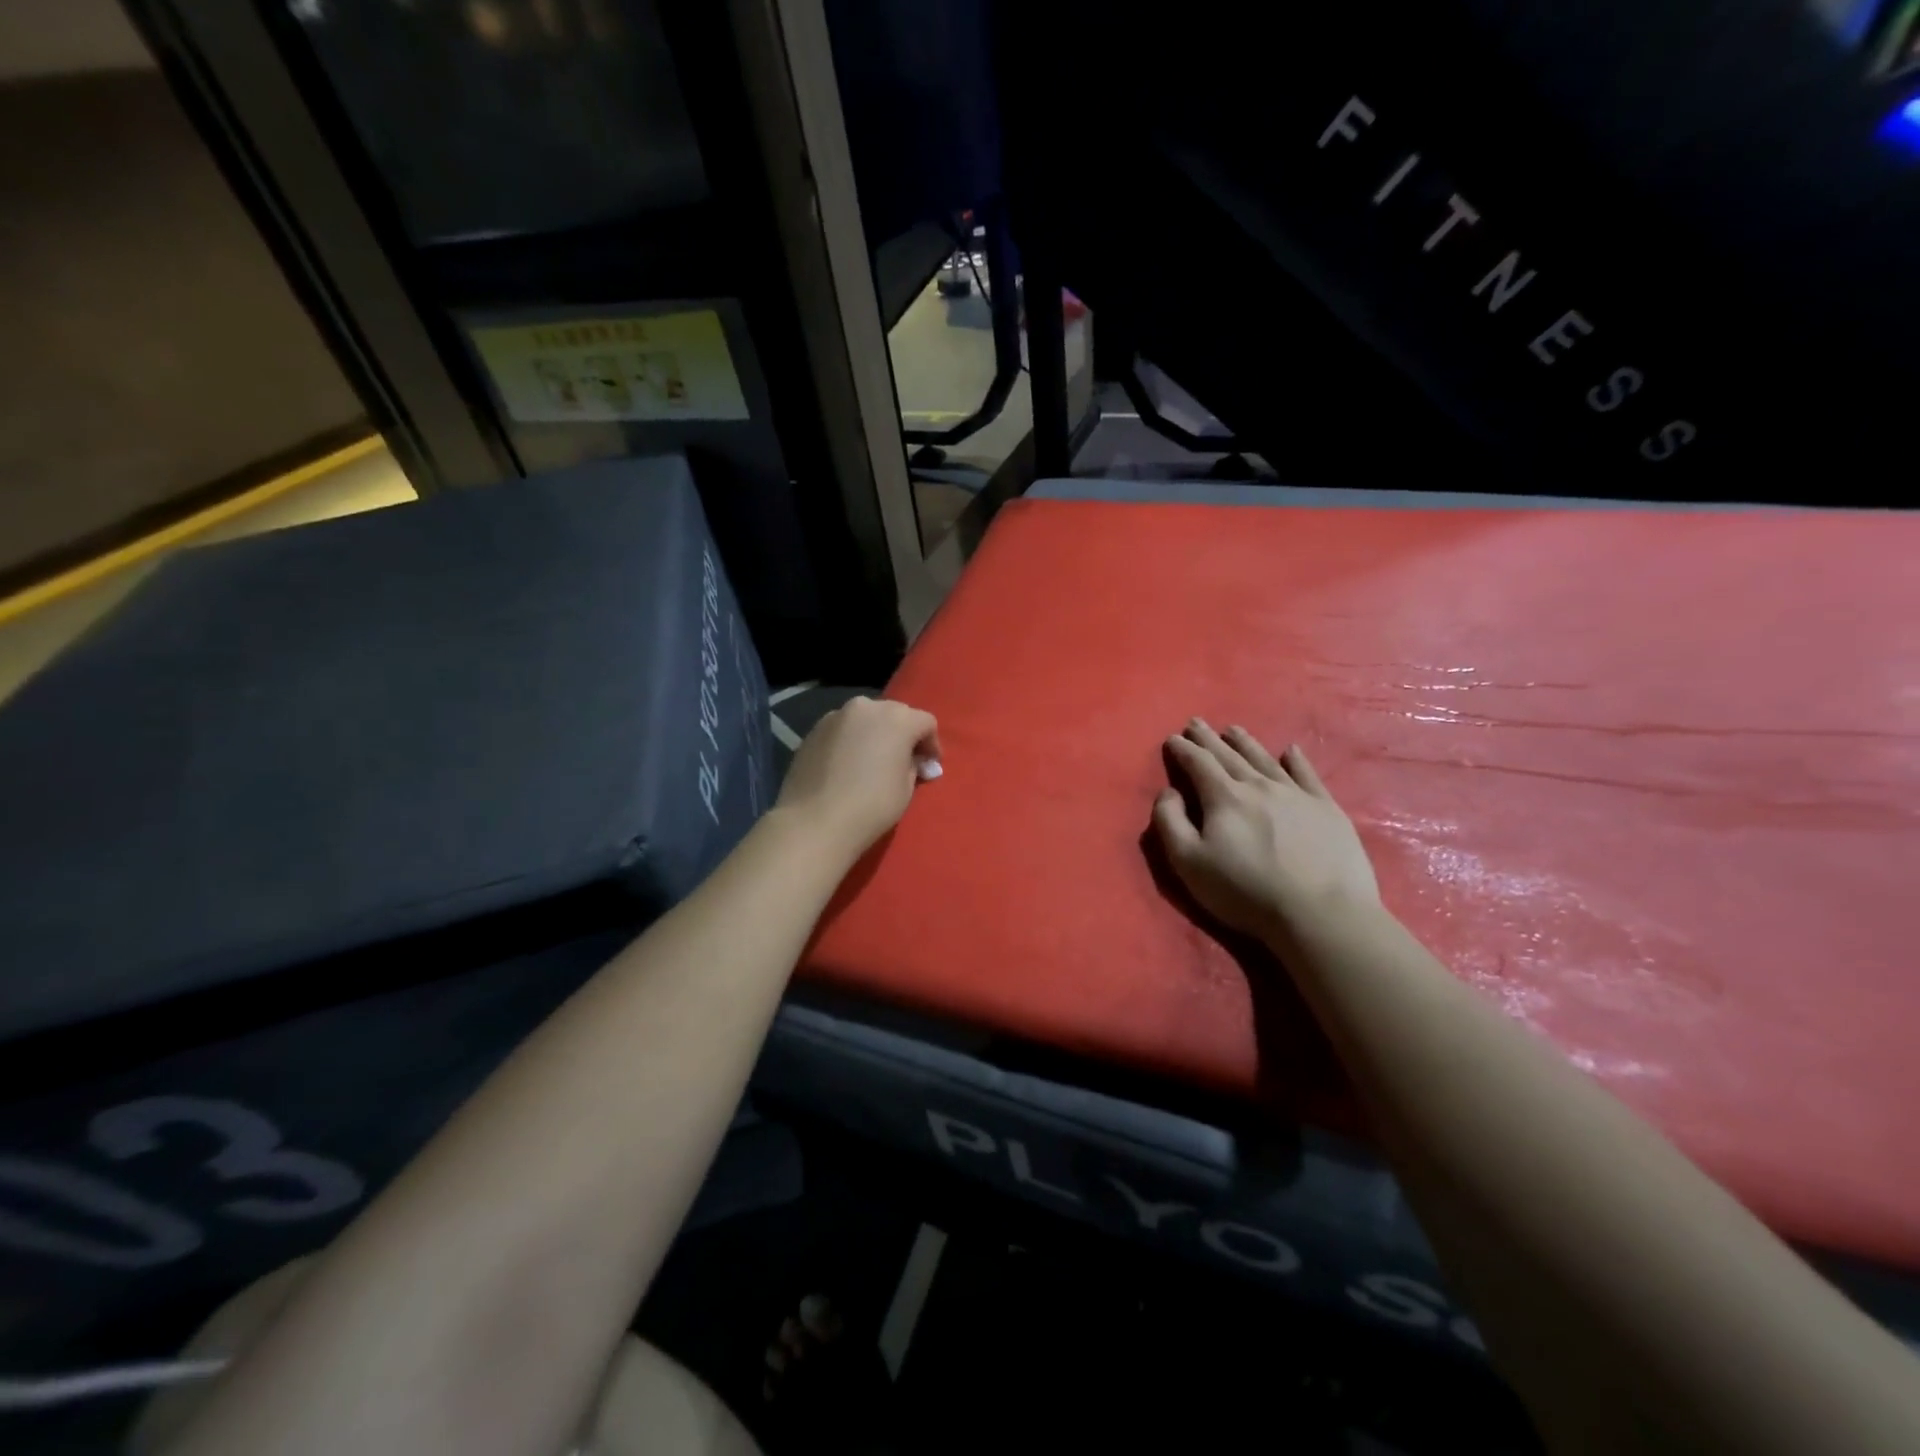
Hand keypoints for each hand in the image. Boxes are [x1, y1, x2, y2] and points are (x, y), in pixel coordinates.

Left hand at [774, 696, 940, 856]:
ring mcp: (836, 716)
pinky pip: (843, 729)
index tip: (929, 767)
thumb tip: (915, 761)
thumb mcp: (906, 788)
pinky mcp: (814, 730)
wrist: (816, 821)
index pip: (926, 722)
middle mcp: (867, 707)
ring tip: (872, 761)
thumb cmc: (872, 805)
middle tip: (904, 761)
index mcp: (897, 718)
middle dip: (903, 734)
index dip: (932, 745)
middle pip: (895, 714)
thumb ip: (914, 766)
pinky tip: (847, 765)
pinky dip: (851, 741)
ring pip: (865, 719)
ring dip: (875, 734)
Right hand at [1152, 719, 1379, 943]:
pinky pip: (1308, 775)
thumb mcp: (1188, 862)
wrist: (1320, 913)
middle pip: (1229, 756)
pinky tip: (1291, 751)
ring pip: (1265, 760)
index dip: (1183, 750)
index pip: (1198, 764)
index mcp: (1224, 797)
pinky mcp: (1327, 809)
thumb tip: (1169, 792)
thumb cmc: (1245, 891)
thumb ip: (1170, 822)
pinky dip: (1297, 761)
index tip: (1173, 738)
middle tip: (1197, 723)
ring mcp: (1297, 795)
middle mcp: (1259, 786)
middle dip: (1209, 739)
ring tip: (1234, 729)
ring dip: (1246, 743)